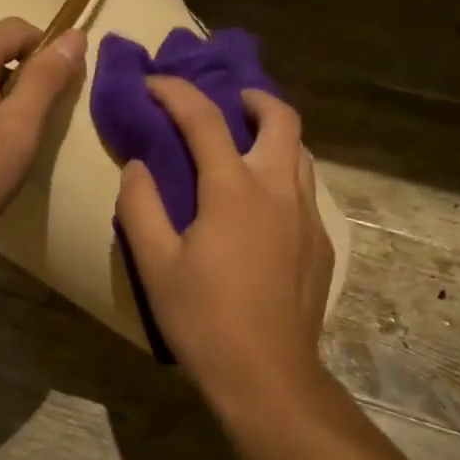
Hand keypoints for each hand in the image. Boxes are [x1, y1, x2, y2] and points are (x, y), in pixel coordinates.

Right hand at [116, 78, 335, 409]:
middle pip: (280, 118)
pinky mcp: (321, 244)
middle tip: (228, 103)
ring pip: (300, 152)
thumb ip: (141, 205)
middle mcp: (278, 190)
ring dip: (274, 135)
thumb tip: (138, 165)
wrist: (268, 376)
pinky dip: (284, 175)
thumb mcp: (155, 264)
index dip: (176, 92)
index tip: (154, 83)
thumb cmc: (204, 320)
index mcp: (234, 190)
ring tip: (246, 146)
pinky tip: (263, 207)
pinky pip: (305, 190)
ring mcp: (307, 216)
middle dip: (253, 98)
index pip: (204, 119)